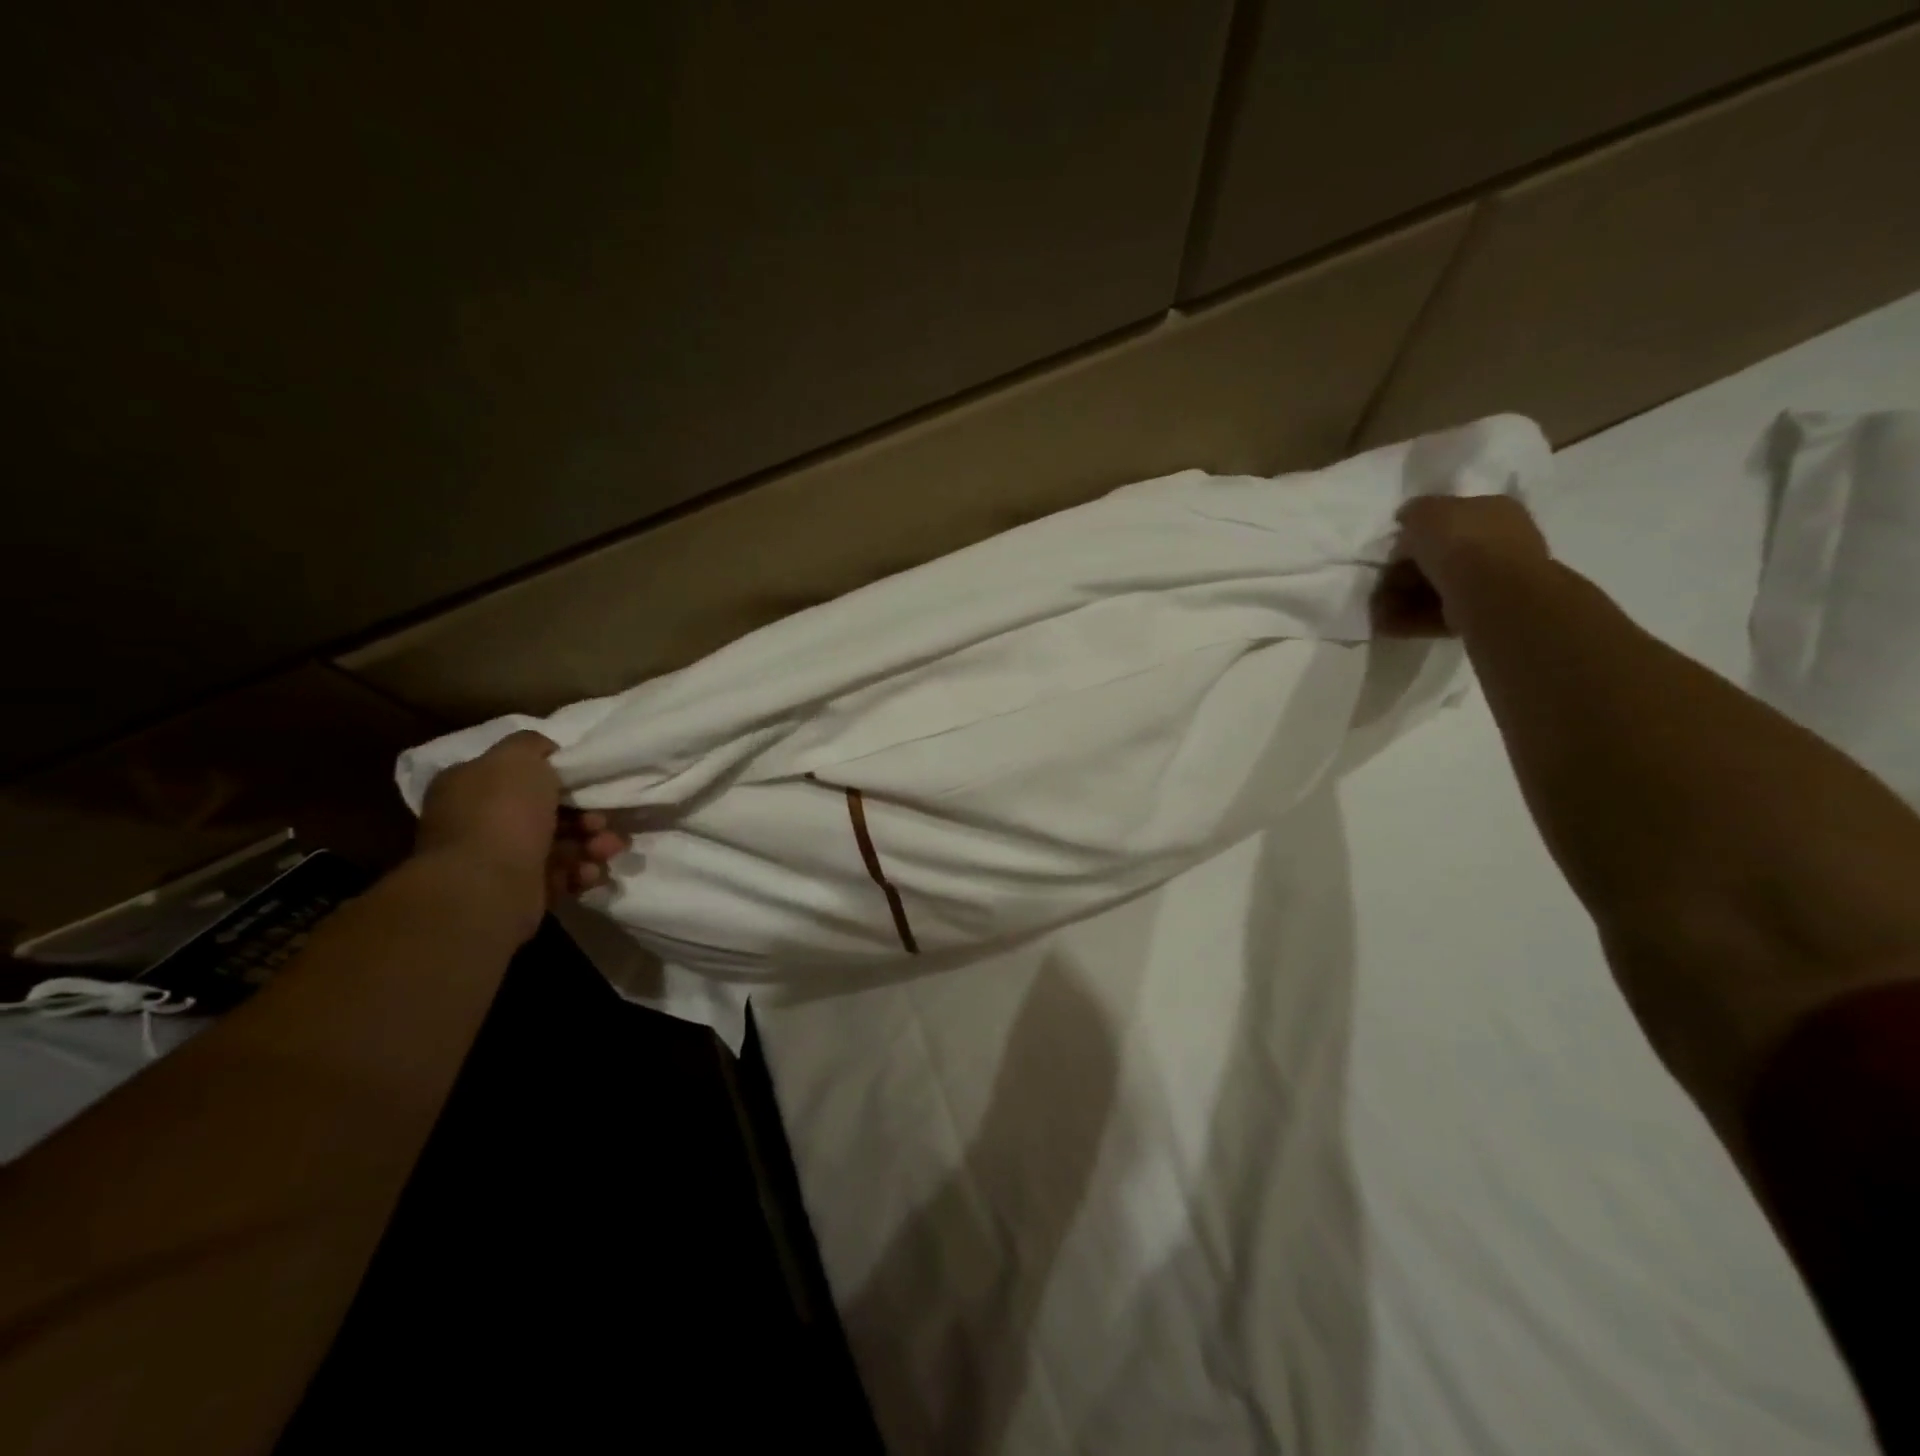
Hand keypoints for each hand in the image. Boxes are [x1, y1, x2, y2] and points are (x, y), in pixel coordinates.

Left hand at [414, 731, 629, 931]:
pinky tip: (590, 872)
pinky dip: (580, 872)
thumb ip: (532, 745)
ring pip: (560, 845)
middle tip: (603, 821)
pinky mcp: (519, 893)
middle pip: (546, 812)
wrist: (488, 887)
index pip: (516, 775)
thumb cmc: (503, 814)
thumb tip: (546, 752)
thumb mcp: (518, 758)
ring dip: (592, 844)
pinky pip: (560, 876)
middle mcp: (479, 823)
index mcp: (469, 787)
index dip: (557, 776)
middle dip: (586, 816)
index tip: (586, 783)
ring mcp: (498, 861)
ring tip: (608, 849)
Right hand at [1373, 495, 1551, 635]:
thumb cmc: (1461, 543)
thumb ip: (1413, 512)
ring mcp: (1489, 580)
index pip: (1447, 519)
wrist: (1493, 594)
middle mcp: (1495, 543)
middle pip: (1436, 557)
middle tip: (1379, 584)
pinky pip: (1437, 612)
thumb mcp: (1426, 512)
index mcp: (1491, 510)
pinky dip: (1410, 618)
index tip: (1391, 550)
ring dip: (1399, 598)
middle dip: (1401, 573)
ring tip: (1378, 611)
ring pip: (1433, 586)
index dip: (1413, 534)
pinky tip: (1387, 625)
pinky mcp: (1478, 613)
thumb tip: (1407, 522)